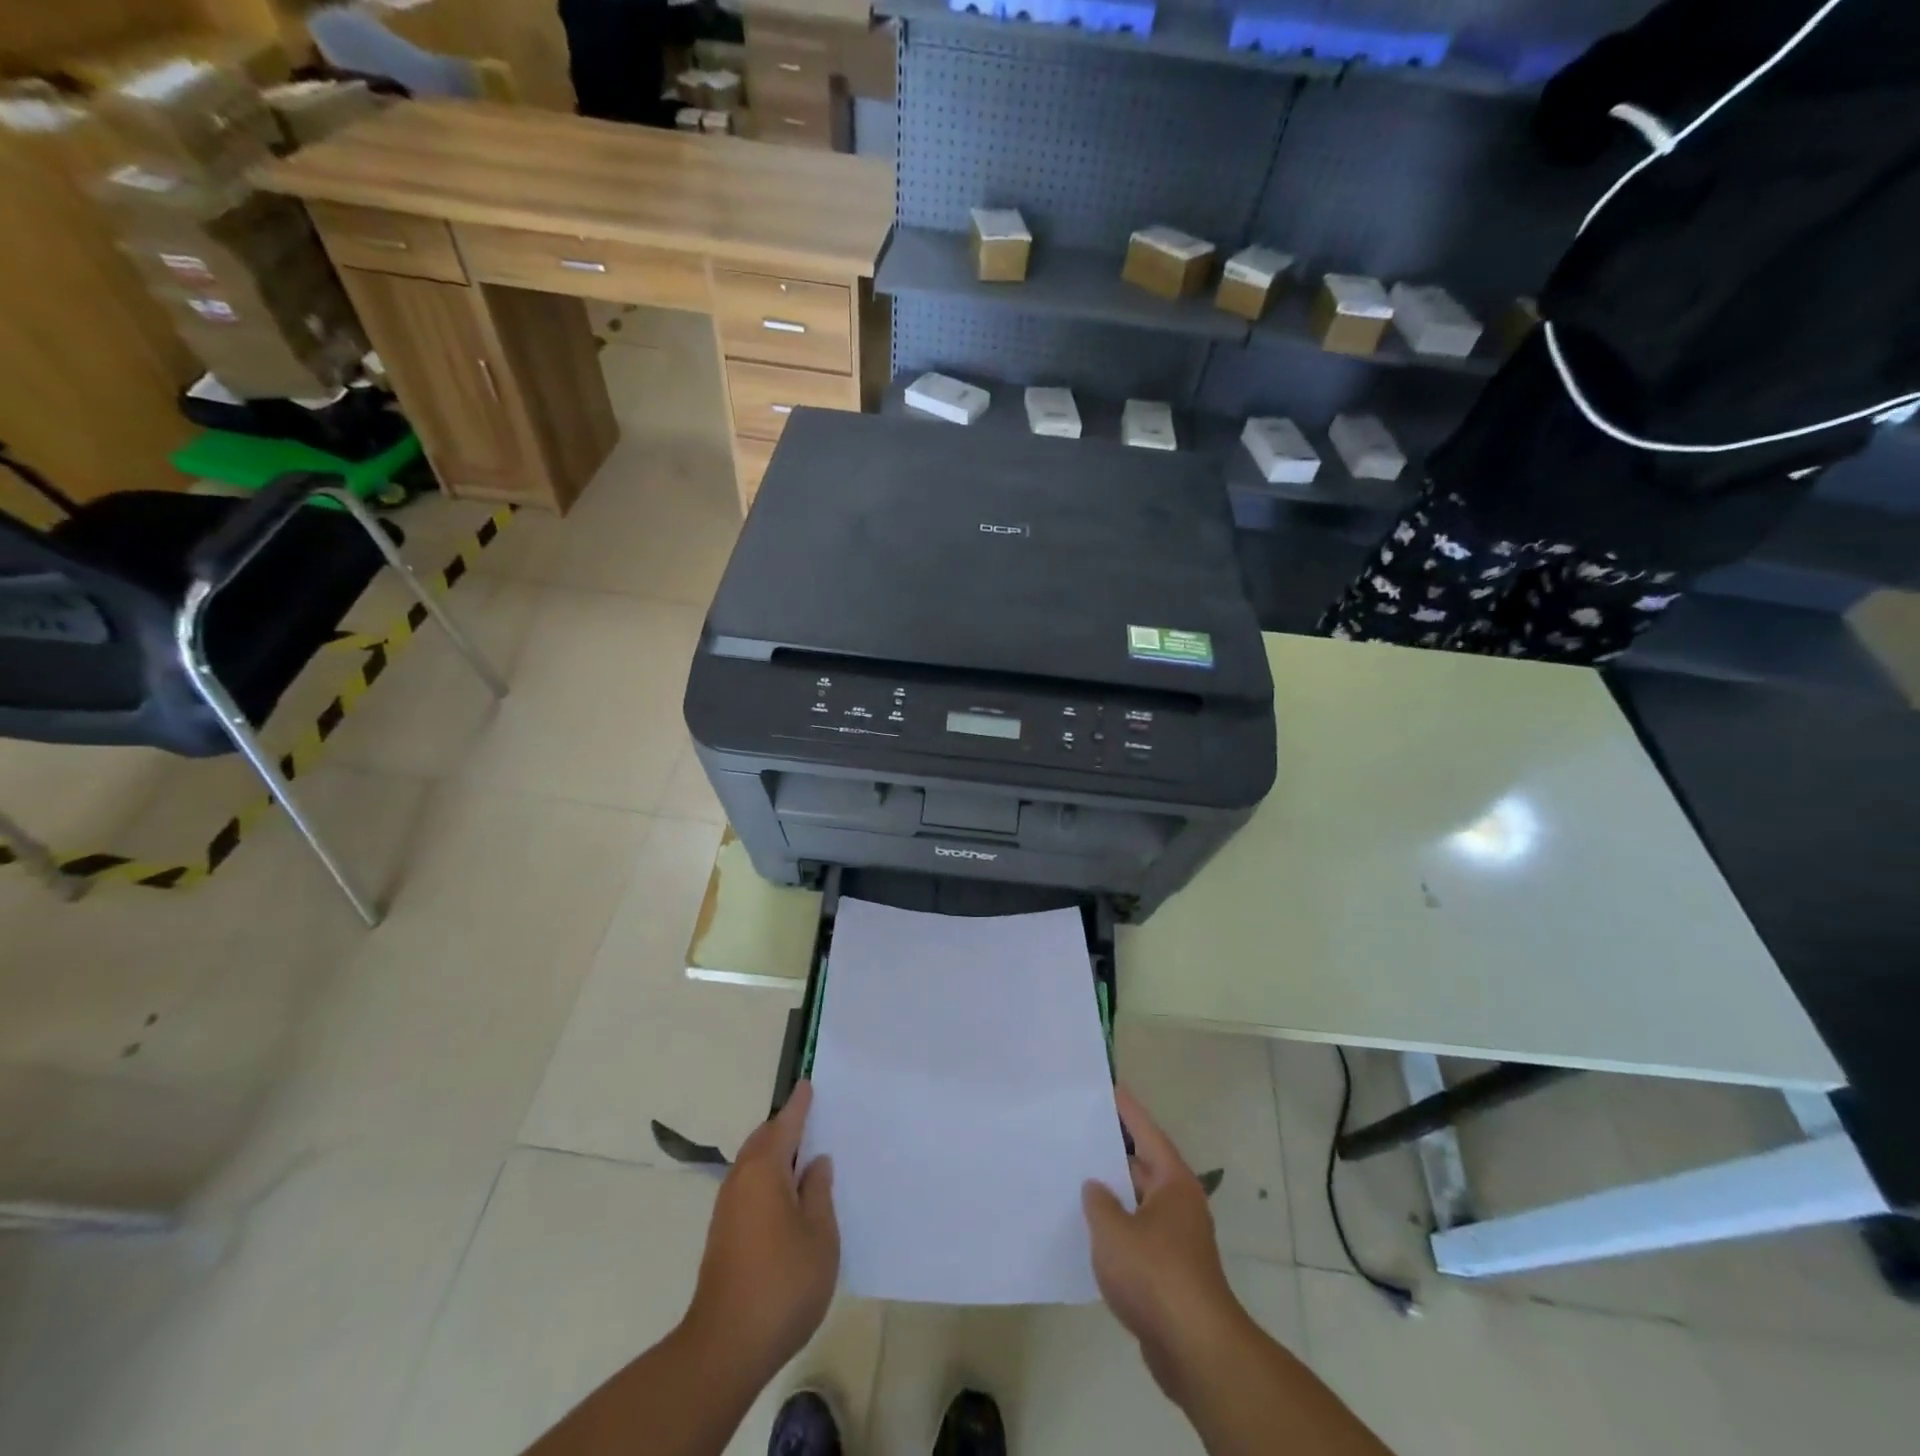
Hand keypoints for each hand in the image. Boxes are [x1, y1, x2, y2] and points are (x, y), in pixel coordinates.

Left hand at [684, 1082, 838, 1383]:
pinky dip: (768, 1179)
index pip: (785, 1124)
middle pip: (764, 1140)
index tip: (808, 1083)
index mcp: (765, 1170)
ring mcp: (727, 1209)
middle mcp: (740, 1180)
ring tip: (805, 1157)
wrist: (726, 1347)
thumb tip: (815, 1163)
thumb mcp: (820, 1235)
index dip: (799, 1105)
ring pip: (754, 1165)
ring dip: (776, 1155)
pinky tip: (788, 1198)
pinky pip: (749, 1187)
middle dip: (785, 1127)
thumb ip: (819, 1192)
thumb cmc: (783, 1283)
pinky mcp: (723, 1236)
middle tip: (812, 1119)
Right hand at [1083, 1086, 1248, 1401]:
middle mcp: (1179, 1203)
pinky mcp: (1169, 1271)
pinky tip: (1089, 1230)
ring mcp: (1176, 1238)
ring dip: (1112, 1193)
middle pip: (1143, 1165)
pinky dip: (1117, 1227)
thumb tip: (1096, 1188)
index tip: (1109, 1087)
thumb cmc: (1155, 1274)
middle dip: (1113, 1151)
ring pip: (1138, 1202)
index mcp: (1173, 1182)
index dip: (1127, 1110)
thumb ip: (1099, 1202)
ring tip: (1075, 1176)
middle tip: (1079, 1131)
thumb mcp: (1113, 1231)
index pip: (1146, 1132)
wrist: (1194, 1348)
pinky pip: (1137, 1234)